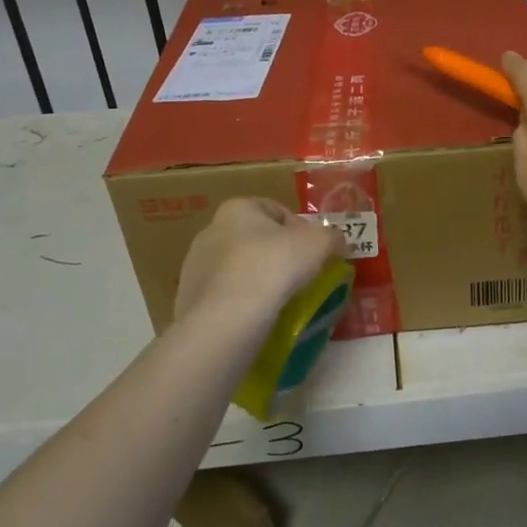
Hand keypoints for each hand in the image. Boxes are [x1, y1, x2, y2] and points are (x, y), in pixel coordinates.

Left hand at [174, 198, 344, 328]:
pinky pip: (223, 295)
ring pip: (237, 268)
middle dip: (276, 254)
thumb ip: (332, 237)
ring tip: (278, 301)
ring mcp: (195, 266)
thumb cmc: (274, 267)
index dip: (300, 229)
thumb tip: (338, 241)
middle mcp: (211, 230)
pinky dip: (240, 302)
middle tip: (299, 276)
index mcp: (238, 208)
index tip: (314, 253)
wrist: (227, 319)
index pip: (276, 210)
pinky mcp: (188, 298)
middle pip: (254, 238)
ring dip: (257, 279)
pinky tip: (256, 317)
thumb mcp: (319, 244)